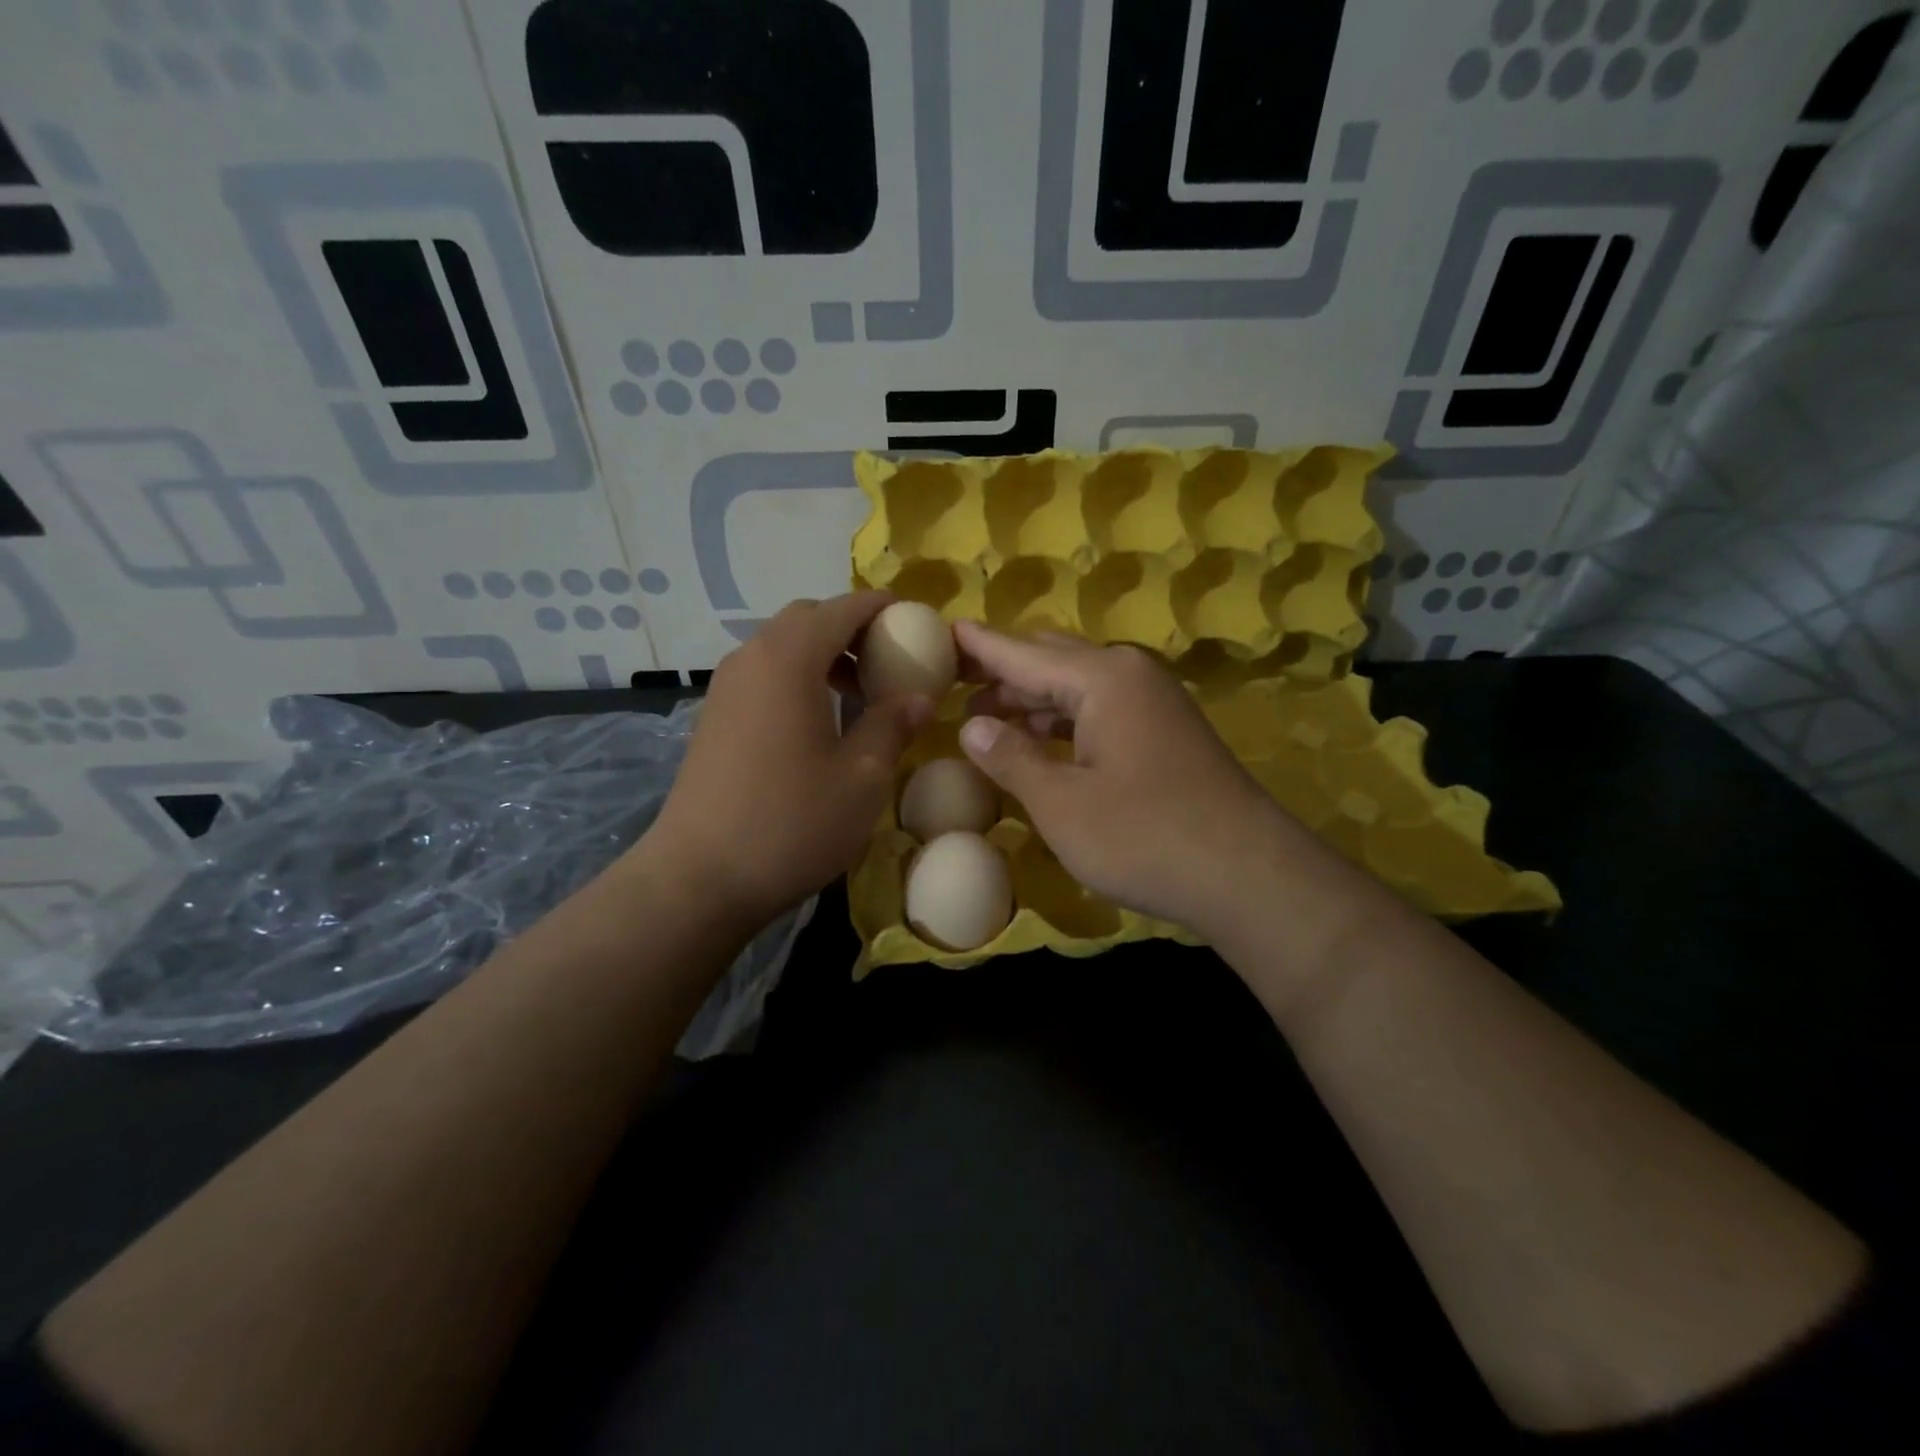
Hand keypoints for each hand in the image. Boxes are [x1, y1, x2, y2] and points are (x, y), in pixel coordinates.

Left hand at [645, 593, 931, 927]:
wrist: (700, 877)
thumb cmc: (792, 822)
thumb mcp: (862, 776)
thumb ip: (892, 723)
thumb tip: (918, 696)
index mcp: (789, 659)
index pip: (841, 609)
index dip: (880, 607)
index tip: (914, 618)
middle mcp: (751, 659)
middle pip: (806, 619)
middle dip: (851, 628)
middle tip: (889, 659)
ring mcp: (725, 688)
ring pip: (781, 647)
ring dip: (823, 655)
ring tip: (860, 694)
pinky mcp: (714, 717)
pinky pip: (764, 675)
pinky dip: (798, 677)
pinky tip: (820, 723)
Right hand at [954, 622, 1313, 934]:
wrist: (1247, 874)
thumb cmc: (1144, 836)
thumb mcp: (1061, 803)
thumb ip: (1011, 757)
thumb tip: (971, 725)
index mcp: (1102, 679)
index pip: (1022, 653)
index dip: (980, 646)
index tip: (944, 631)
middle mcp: (1130, 675)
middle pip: (1052, 660)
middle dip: (1003, 671)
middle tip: (954, 683)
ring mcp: (1154, 703)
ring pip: (1078, 686)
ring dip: (1032, 698)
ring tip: (984, 715)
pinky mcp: (1166, 732)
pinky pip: (1100, 710)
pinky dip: (1062, 720)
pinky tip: (1038, 741)